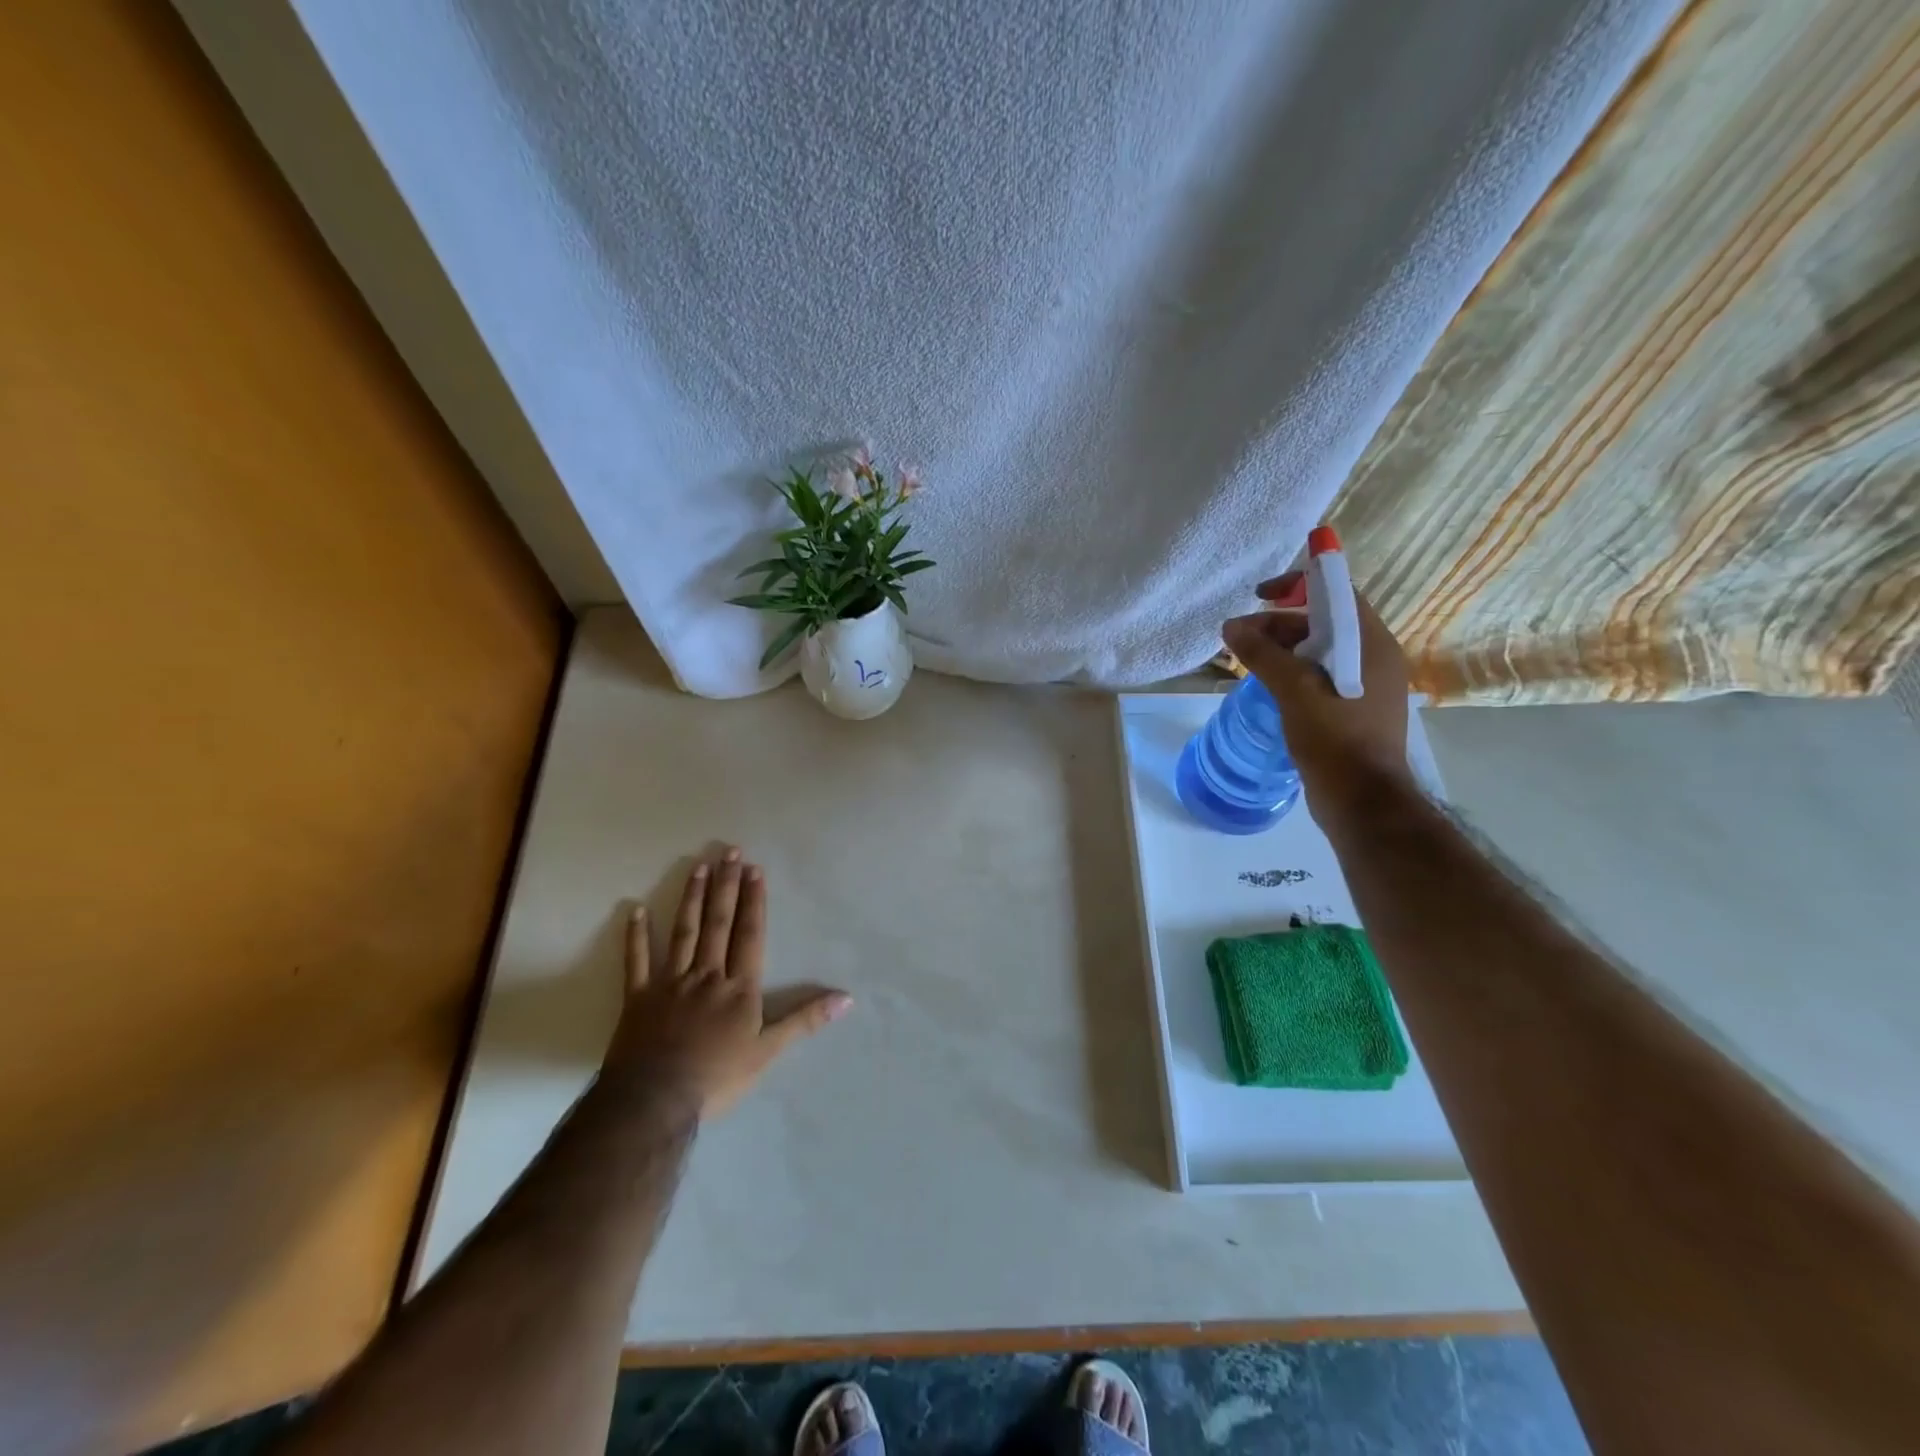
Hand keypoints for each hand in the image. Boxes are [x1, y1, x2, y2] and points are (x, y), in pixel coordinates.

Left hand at [605, 847, 850, 1117]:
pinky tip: (634, 910)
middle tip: (730, 852)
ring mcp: (670, 983)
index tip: (755, 869)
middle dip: (726, 886)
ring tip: (699, 867)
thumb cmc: (717, 1078)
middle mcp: (706, 974)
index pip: (750, 934)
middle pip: (719, 923)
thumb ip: (805, 1020)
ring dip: (692, 898)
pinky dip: (635, 936)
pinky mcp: (638, 998)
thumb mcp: (768, 1052)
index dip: (754, 901)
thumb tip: (847, 998)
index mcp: (739, 987)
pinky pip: (636, 962)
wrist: (654, 1102)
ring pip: (684, 932)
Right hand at [1221, 572, 1415, 821]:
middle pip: (1323, 622)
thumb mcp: (1294, 690)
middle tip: (1238, 639)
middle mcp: (1374, 658)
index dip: (1298, 585)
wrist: (1362, 801)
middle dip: (1278, 624)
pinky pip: (1319, 677)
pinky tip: (1265, 688)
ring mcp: (1365, 686)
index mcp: (1371, 644)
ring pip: (1318, 652)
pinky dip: (1291, 673)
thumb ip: (1263, 654)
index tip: (1261, 596)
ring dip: (1280, 650)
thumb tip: (1231, 627)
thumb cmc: (1335, 738)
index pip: (1337, 592)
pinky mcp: (1352, 709)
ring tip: (1245, 663)